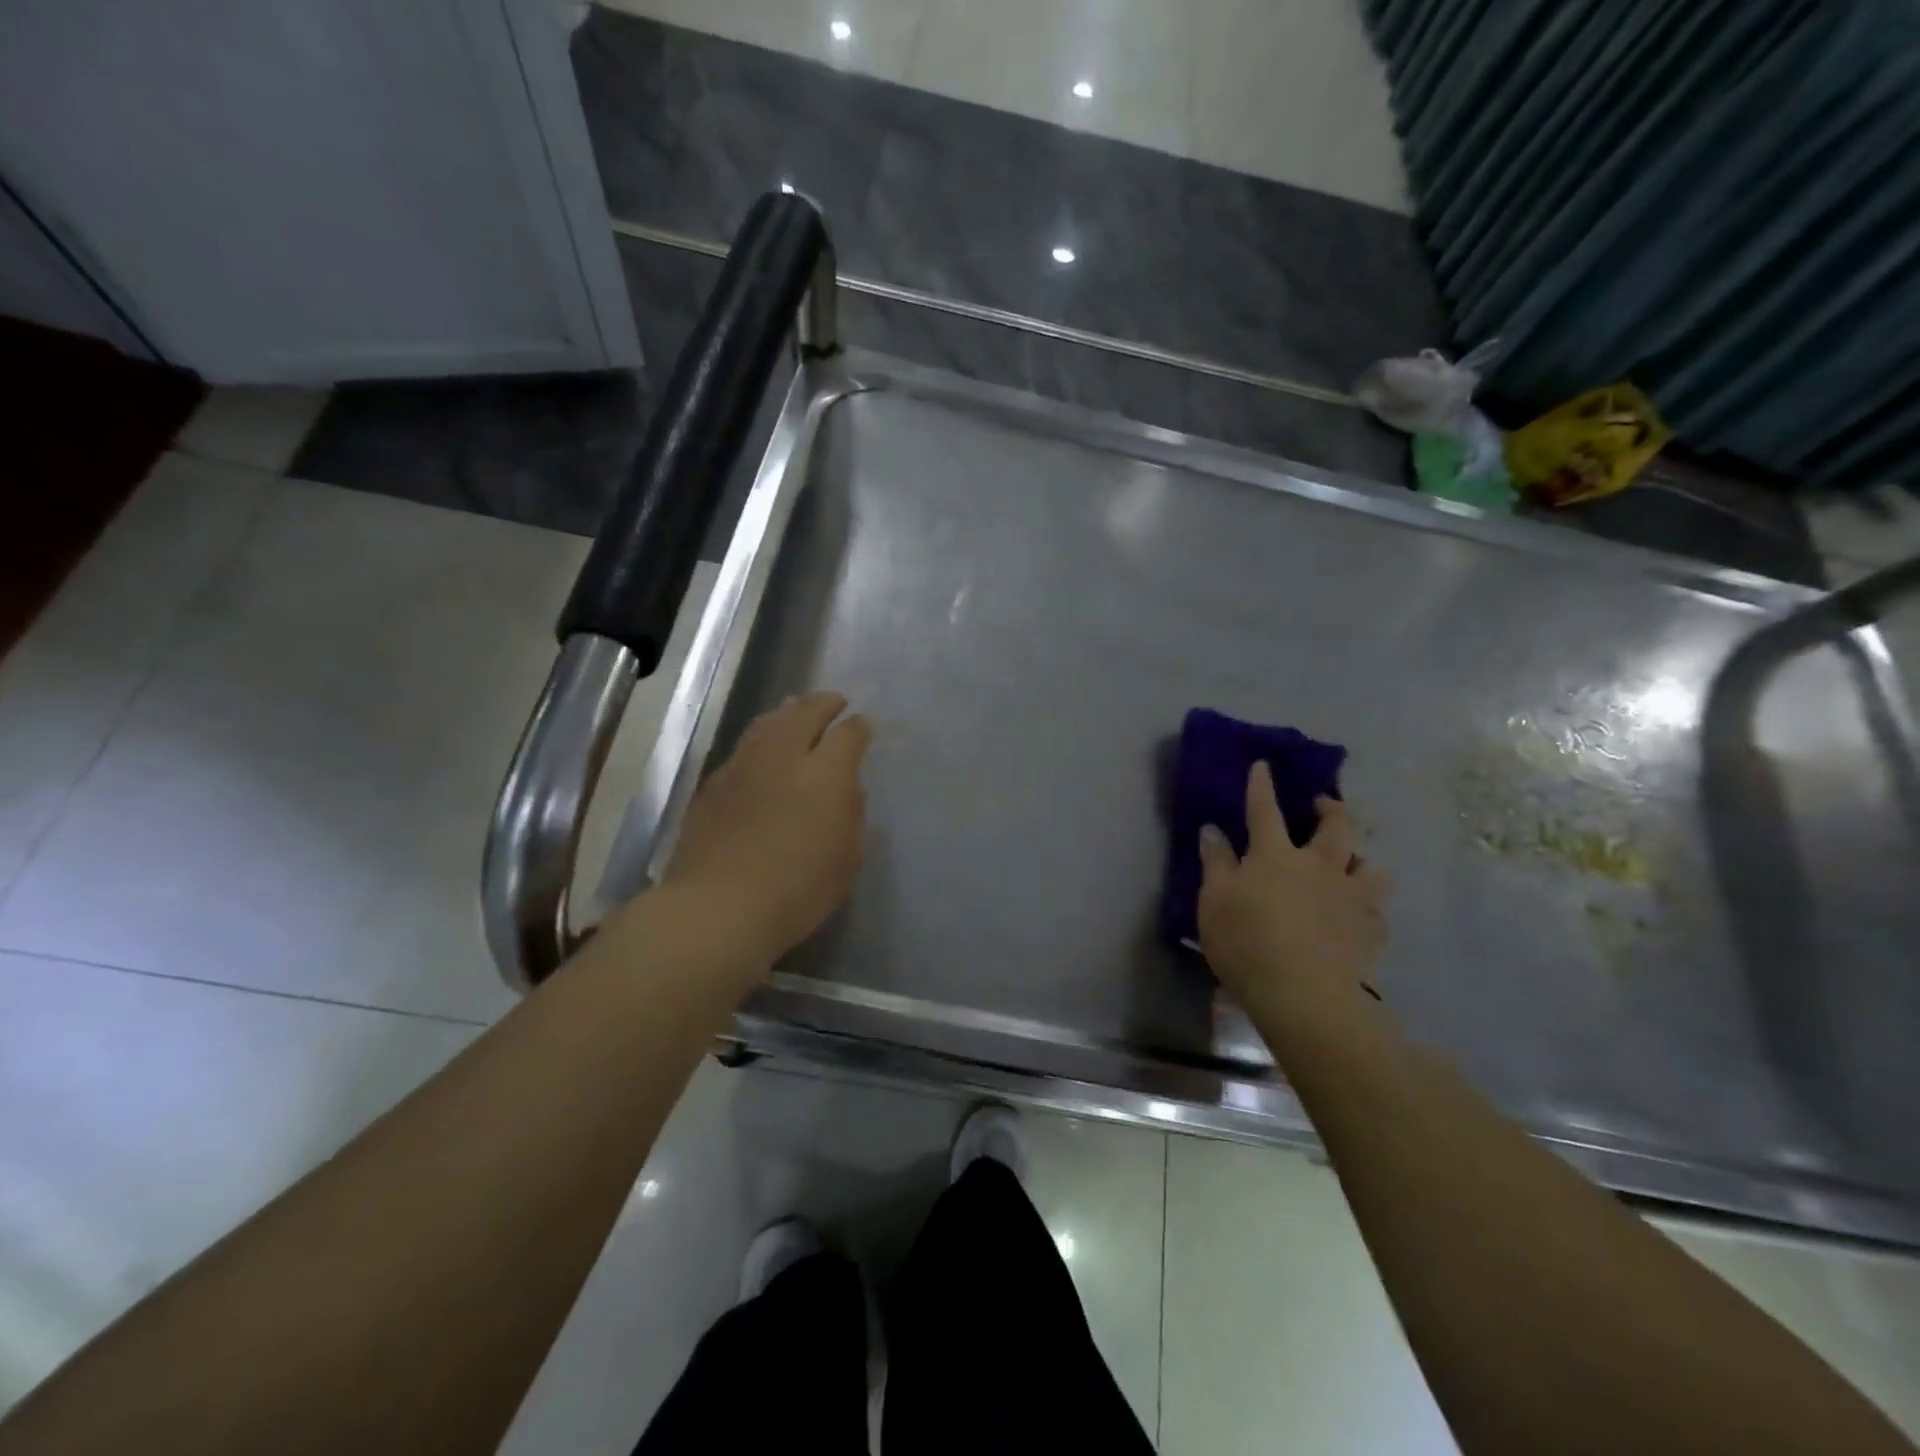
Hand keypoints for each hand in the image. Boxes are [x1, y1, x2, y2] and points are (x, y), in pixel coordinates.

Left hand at [662, 691, 870, 967]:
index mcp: (826, 773)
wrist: (719, 907)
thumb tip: (849, 790)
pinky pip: (743, 747)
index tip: (863, 727)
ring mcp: (744, 765)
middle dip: (823, 703)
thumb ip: (852, 817)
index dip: (859, 727)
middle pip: (805, 712)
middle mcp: (785, 756)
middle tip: (833, 702)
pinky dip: (759, 739)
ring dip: (787, 712)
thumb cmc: (798, 890)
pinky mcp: (714, 783)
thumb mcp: (846, 860)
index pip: (848, 733)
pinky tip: (761, 750)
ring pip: (768, 723)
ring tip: (795, 710)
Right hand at [1197, 763, 1389, 1035]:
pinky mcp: (1371, 929)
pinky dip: (1370, 906)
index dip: (1262, 786)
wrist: (1303, 993)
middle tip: (1324, 805)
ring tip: (1354, 862)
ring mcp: (1350, 896)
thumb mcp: (1214, 901)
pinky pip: (1378, 910)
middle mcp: (1319, 865)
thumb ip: (1216, 862)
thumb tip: (1213, 829)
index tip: (1264, 765)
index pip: (1265, 810)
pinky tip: (1363, 914)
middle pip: (1335, 826)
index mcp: (1275, 854)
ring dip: (1361, 858)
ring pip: (1370, 865)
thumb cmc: (1246, 942)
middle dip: (1330, 809)